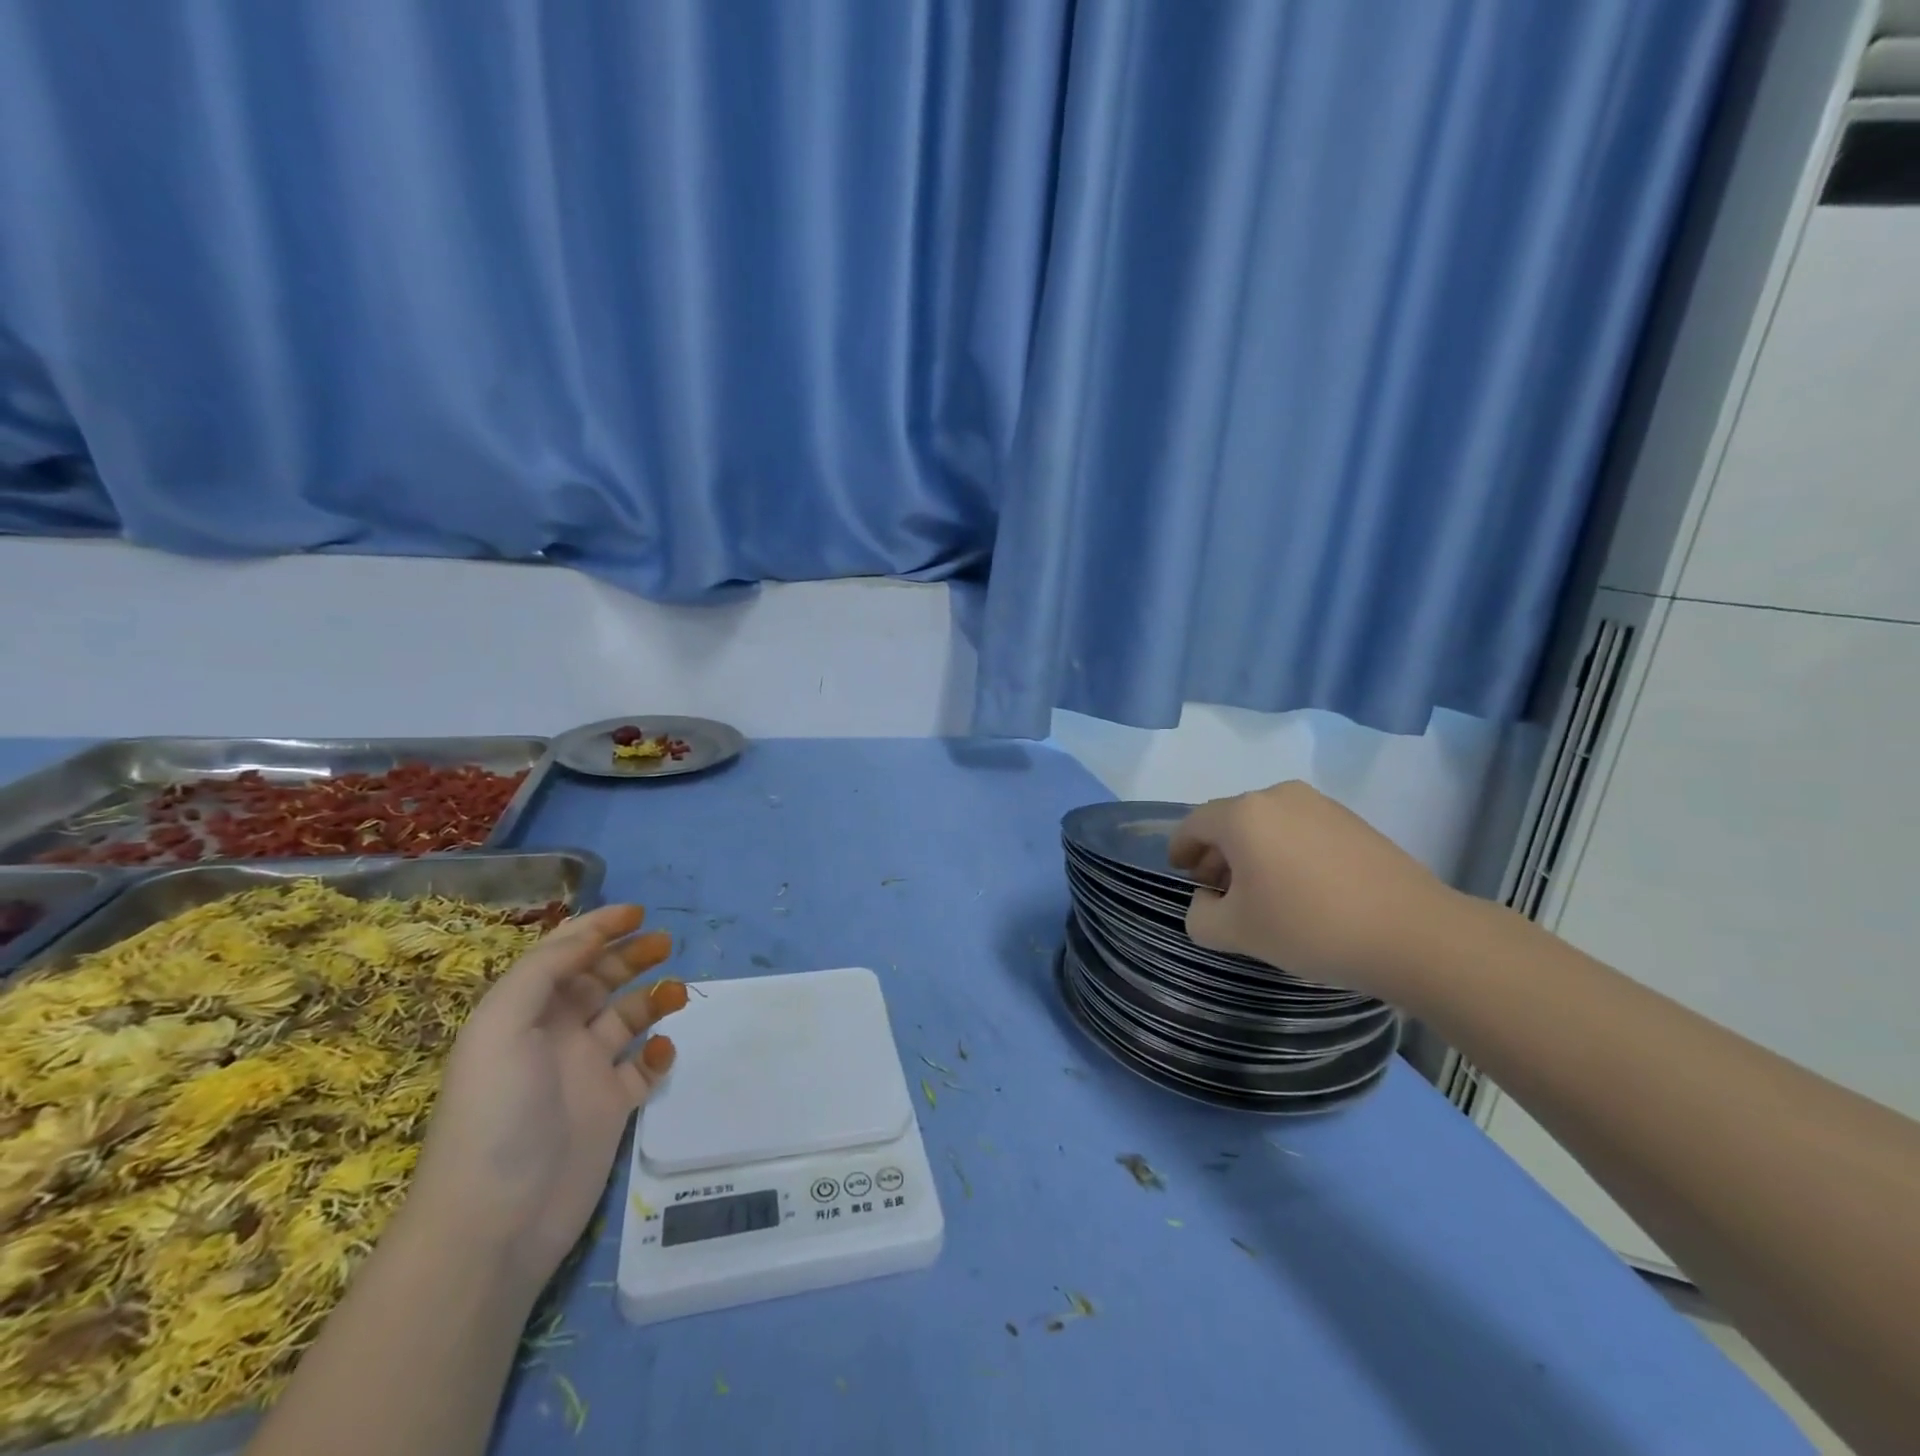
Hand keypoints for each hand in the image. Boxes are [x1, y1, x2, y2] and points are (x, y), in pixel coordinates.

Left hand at [405, 905, 684, 1288]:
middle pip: (599, 980)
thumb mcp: (503, 1024)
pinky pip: (643, 1068)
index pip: (562, 955)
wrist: (496, 1221)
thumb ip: (545, 970)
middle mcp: (555, 1036)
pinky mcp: (611, 1109)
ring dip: (652, 998)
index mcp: (524, 1013)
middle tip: (666, 943)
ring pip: (627, 1018)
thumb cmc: (496, 1111)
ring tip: (677, 993)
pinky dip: (658, 1053)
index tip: (638, 912)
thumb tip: (590, 935)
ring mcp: (585, 1073)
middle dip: (631, 956)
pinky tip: (661, 1053)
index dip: (597, 928)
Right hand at [1168, 781, 1461, 997]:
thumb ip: (1200, 916)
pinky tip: (1300, 890)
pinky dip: (1285, 853)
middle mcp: (1278, 796)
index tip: (1180, 874)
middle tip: (1217, 892)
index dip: (1180, 849)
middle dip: (1216, 855)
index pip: (1194, 824)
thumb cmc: (1309, 926)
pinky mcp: (1352, 822)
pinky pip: (1300, 831)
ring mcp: (1320, 805)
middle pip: (1231, 821)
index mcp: (1243, 814)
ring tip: (1261, 894)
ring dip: (1252, 854)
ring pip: (1267, 825)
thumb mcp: (1236, 932)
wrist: (1413, 934)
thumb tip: (1207, 901)